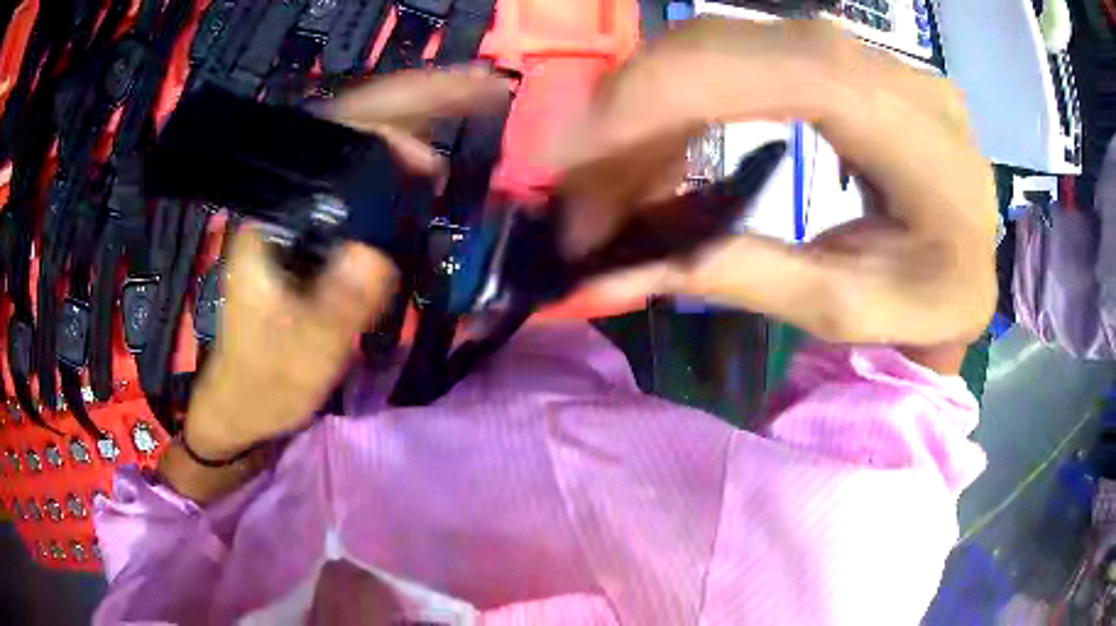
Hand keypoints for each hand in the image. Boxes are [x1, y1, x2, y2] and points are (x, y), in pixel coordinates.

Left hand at [184, 69, 511, 458]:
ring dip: (414, 127)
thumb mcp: (302, 353)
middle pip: (351, 128)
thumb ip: (336, 307)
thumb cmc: (267, 379)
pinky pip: (362, 178)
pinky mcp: (315, 227)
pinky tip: (430, 170)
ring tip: (467, 119)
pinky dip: (402, 163)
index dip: (383, 137)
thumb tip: (379, 252)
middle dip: (415, 105)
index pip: (327, 148)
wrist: (246, 400)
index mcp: (268, 217)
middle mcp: (284, 198)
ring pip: (359, 147)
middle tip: (480, 92)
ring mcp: (300, 208)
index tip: (432, 161)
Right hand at [552, 18, 997, 346]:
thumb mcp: (846, 310)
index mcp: (921, 140)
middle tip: (577, 178)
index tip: (583, 144)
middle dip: (641, 103)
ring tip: (610, 177)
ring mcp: (869, 58)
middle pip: (747, 45)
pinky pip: (747, 57)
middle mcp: (896, 74)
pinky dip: (687, 98)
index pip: (795, 74)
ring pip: (734, 44)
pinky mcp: (845, 63)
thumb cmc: (929, 303)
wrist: (970, 267)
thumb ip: (744, 278)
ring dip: (655, 104)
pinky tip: (660, 147)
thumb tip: (616, 274)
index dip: (679, 89)